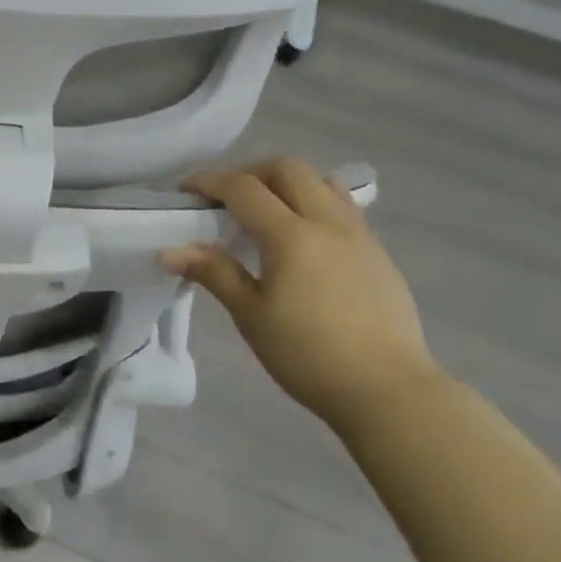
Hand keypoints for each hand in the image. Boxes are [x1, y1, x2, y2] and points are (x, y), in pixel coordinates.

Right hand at [162, 158, 439, 436]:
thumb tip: (170, 252)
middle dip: (249, 172)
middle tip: (226, 198)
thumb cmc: (309, 356)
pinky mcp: (378, 252)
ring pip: (320, 181)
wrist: (390, 393)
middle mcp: (327, 222)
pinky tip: (304, 236)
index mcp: (291, 235)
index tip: (185, 191)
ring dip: (286, 183)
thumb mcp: (251, 316)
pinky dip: (314, 202)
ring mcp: (359, 234)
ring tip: (266, 211)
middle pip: (286, 168)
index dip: (208, 181)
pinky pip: (343, 206)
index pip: (243, 187)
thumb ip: (214, 273)